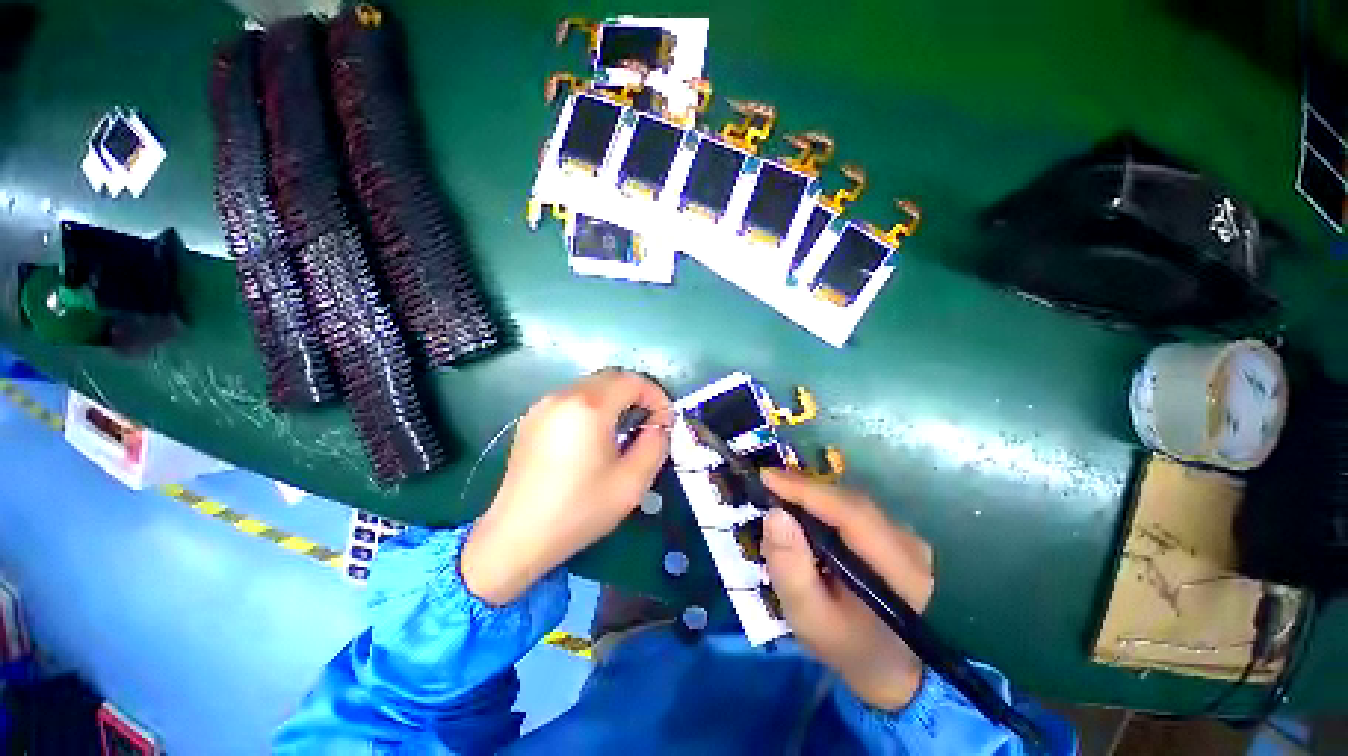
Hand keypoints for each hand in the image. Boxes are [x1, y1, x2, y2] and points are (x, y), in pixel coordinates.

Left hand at [461, 370, 671, 605]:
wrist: (517, 536)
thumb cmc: (580, 509)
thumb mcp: (632, 481)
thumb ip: (656, 444)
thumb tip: (660, 424)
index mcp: (589, 406)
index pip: (632, 381)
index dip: (656, 395)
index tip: (665, 419)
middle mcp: (563, 395)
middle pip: (611, 378)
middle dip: (637, 394)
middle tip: (649, 422)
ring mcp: (544, 405)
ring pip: (591, 386)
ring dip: (615, 399)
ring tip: (624, 429)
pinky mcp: (532, 418)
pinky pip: (572, 398)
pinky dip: (593, 406)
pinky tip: (594, 436)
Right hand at [760, 468, 934, 709]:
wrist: (892, 670)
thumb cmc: (848, 647)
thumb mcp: (810, 619)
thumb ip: (790, 570)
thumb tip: (774, 514)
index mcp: (900, 572)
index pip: (851, 514)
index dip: (807, 490)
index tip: (767, 476)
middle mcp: (910, 545)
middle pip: (851, 502)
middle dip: (805, 488)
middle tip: (767, 482)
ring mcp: (907, 538)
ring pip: (852, 502)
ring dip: (814, 495)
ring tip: (780, 492)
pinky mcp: (896, 536)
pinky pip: (855, 509)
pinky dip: (825, 505)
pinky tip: (804, 509)